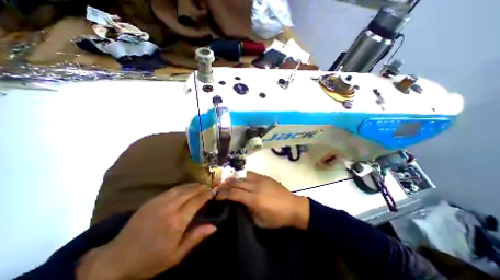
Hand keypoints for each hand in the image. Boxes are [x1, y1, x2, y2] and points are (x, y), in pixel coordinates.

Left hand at [78, 184, 216, 279]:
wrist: (116, 260)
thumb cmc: (150, 260)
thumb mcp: (176, 255)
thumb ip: (196, 237)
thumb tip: (214, 226)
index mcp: (177, 221)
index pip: (197, 201)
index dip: (207, 195)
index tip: (213, 193)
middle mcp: (169, 207)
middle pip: (190, 191)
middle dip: (202, 188)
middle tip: (209, 188)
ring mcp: (159, 202)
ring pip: (182, 188)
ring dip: (193, 186)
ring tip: (200, 186)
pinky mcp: (152, 200)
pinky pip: (172, 189)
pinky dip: (183, 187)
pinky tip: (186, 189)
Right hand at [215, 171, 308, 229]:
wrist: (293, 206)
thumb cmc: (277, 217)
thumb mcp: (260, 221)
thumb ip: (248, 211)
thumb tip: (239, 204)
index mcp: (254, 199)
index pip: (234, 194)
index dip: (224, 194)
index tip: (217, 195)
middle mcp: (256, 187)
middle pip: (237, 183)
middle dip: (225, 185)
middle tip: (218, 187)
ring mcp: (261, 180)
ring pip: (243, 176)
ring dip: (233, 179)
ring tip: (227, 181)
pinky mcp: (265, 177)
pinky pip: (251, 174)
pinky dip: (243, 176)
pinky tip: (240, 178)